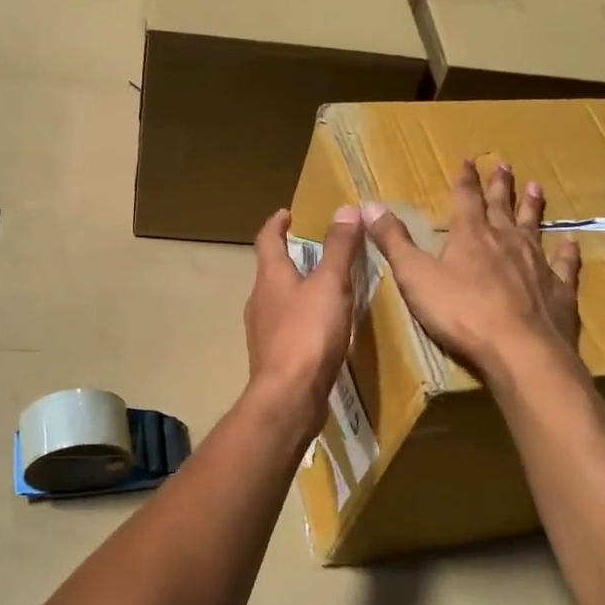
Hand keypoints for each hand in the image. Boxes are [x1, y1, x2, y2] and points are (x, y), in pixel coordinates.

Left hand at [243, 207, 364, 442]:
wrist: (289, 396)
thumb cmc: (308, 333)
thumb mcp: (331, 284)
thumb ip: (339, 248)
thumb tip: (345, 209)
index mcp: (270, 277)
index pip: (267, 239)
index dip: (277, 223)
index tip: (287, 213)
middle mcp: (259, 300)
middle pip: (270, 270)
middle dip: (289, 257)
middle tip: (313, 249)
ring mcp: (263, 331)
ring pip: (278, 300)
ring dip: (295, 289)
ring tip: (322, 287)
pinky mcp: (273, 357)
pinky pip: (286, 327)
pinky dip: (301, 318)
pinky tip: (320, 328)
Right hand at [364, 160, 580, 378]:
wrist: (520, 349)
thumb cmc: (461, 312)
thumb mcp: (415, 276)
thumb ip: (394, 241)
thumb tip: (370, 205)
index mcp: (471, 236)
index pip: (466, 199)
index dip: (464, 180)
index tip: (468, 161)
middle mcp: (506, 241)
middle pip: (502, 207)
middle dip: (500, 186)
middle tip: (504, 166)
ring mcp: (537, 263)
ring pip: (534, 226)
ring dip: (533, 207)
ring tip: (536, 187)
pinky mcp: (559, 289)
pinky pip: (565, 264)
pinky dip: (568, 252)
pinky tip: (572, 242)